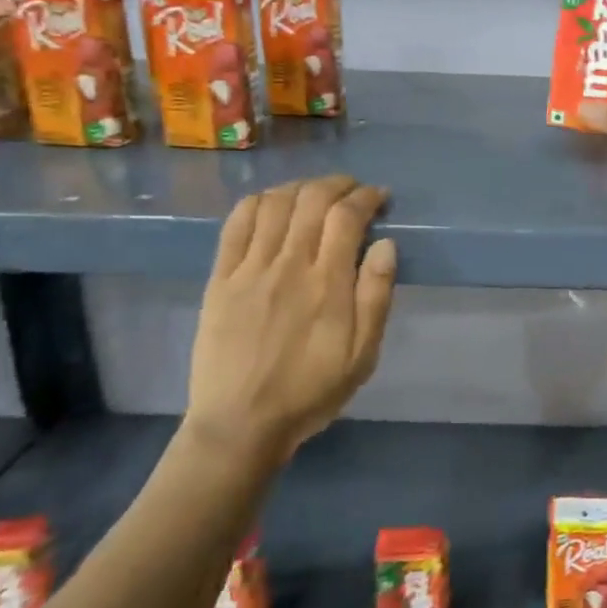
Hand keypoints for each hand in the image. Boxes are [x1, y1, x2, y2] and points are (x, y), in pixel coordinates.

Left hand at [184, 177, 397, 474]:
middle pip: (312, 200)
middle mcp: (288, 265)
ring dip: (300, 187)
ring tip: (315, 193)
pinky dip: (257, 202)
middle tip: (352, 190)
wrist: (240, 423)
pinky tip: (271, 203)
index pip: (347, 216)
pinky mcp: (220, 278)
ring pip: (275, 203)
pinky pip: (236, 224)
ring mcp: (249, 269)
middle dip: (337, 184)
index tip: (379, 197)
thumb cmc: (311, 391)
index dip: (366, 197)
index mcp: (328, 284)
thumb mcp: (363, 356)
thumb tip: (386, 244)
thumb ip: (376, 297)